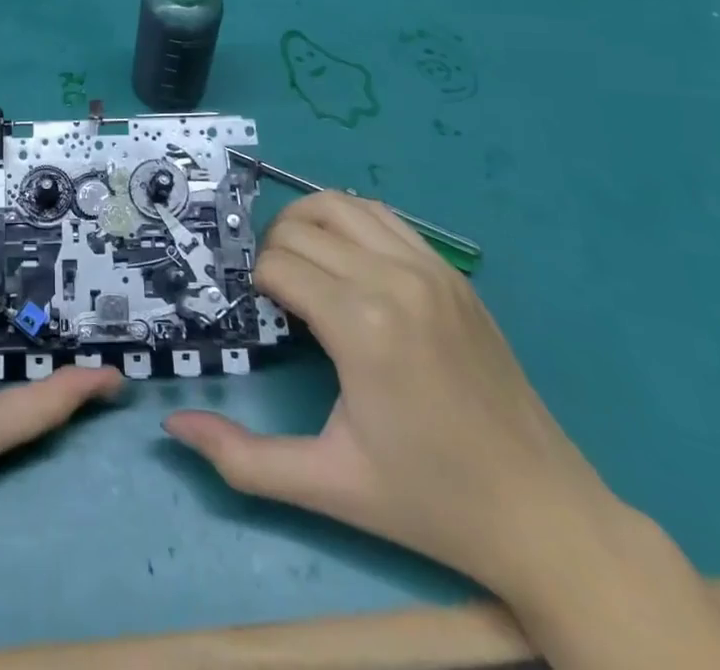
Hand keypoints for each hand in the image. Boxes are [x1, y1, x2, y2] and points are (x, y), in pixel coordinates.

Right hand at [163, 193, 719, 669]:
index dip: (251, 284)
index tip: (254, 316)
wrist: (545, 514)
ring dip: (304, 225)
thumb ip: (243, 459)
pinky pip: (382, 216)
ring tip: (300, 268)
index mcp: (362, 326)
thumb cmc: (430, 501)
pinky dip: (348, 222)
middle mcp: (393, 279)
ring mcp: (429, 268)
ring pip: (338, 204)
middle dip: (269, 252)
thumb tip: (174, 427)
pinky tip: (345, 263)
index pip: (276, 265)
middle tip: (269, 297)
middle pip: (299, 228)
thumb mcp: (328, 486)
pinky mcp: (451, 271)